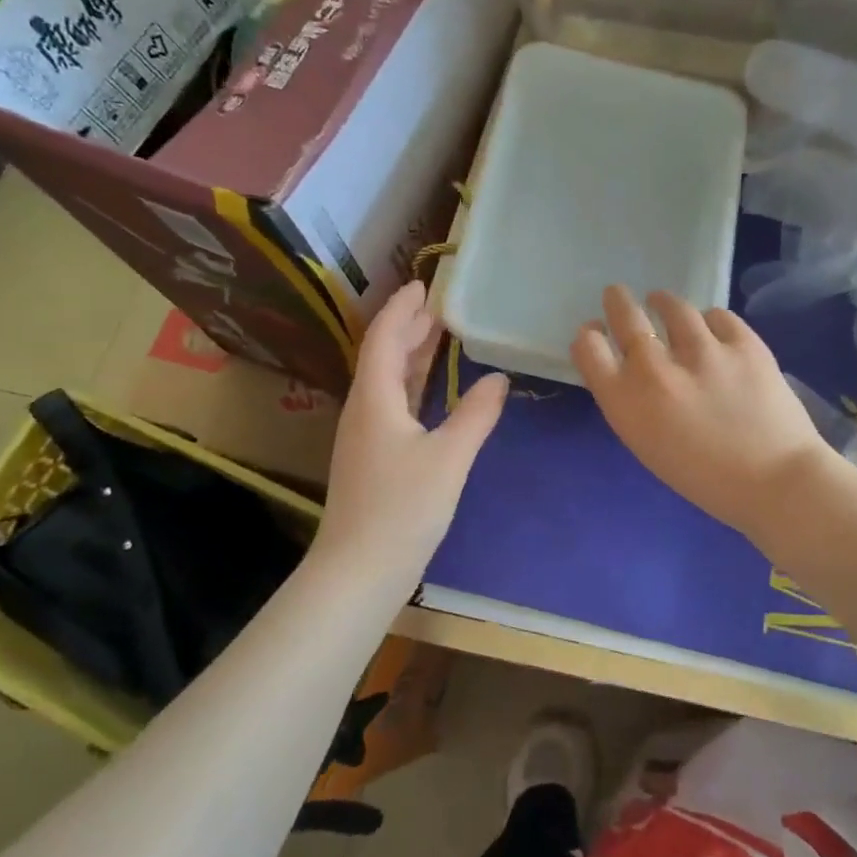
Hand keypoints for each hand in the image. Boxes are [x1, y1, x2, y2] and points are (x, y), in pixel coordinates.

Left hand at [316, 281, 506, 584]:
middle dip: (409, 327)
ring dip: (410, 355)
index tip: (424, 284)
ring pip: (387, 381)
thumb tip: (498, 378)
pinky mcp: (372, 457)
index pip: (384, 337)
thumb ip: (476, 415)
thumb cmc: (402, 509)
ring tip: (438, 335)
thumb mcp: (448, 459)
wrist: (358, 572)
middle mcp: (363, 409)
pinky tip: (429, 391)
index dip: (403, 308)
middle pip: (383, 355)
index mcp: (374, 398)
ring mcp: (365, 435)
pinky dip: (411, 385)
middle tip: (439, 305)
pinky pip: (392, 404)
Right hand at [571, 286, 831, 540]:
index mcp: (626, 402)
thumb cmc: (704, 480)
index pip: (588, 348)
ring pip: (672, 306)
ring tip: (662, 303)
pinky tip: (712, 330)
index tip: (596, 333)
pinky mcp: (742, 341)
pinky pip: (717, 315)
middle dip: (618, 301)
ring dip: (663, 303)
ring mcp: (701, 350)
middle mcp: (655, 368)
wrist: (774, 482)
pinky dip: (709, 321)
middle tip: (617, 295)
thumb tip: (629, 371)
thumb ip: (632, 404)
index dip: (589, 336)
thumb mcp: (648, 445)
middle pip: (624, 315)